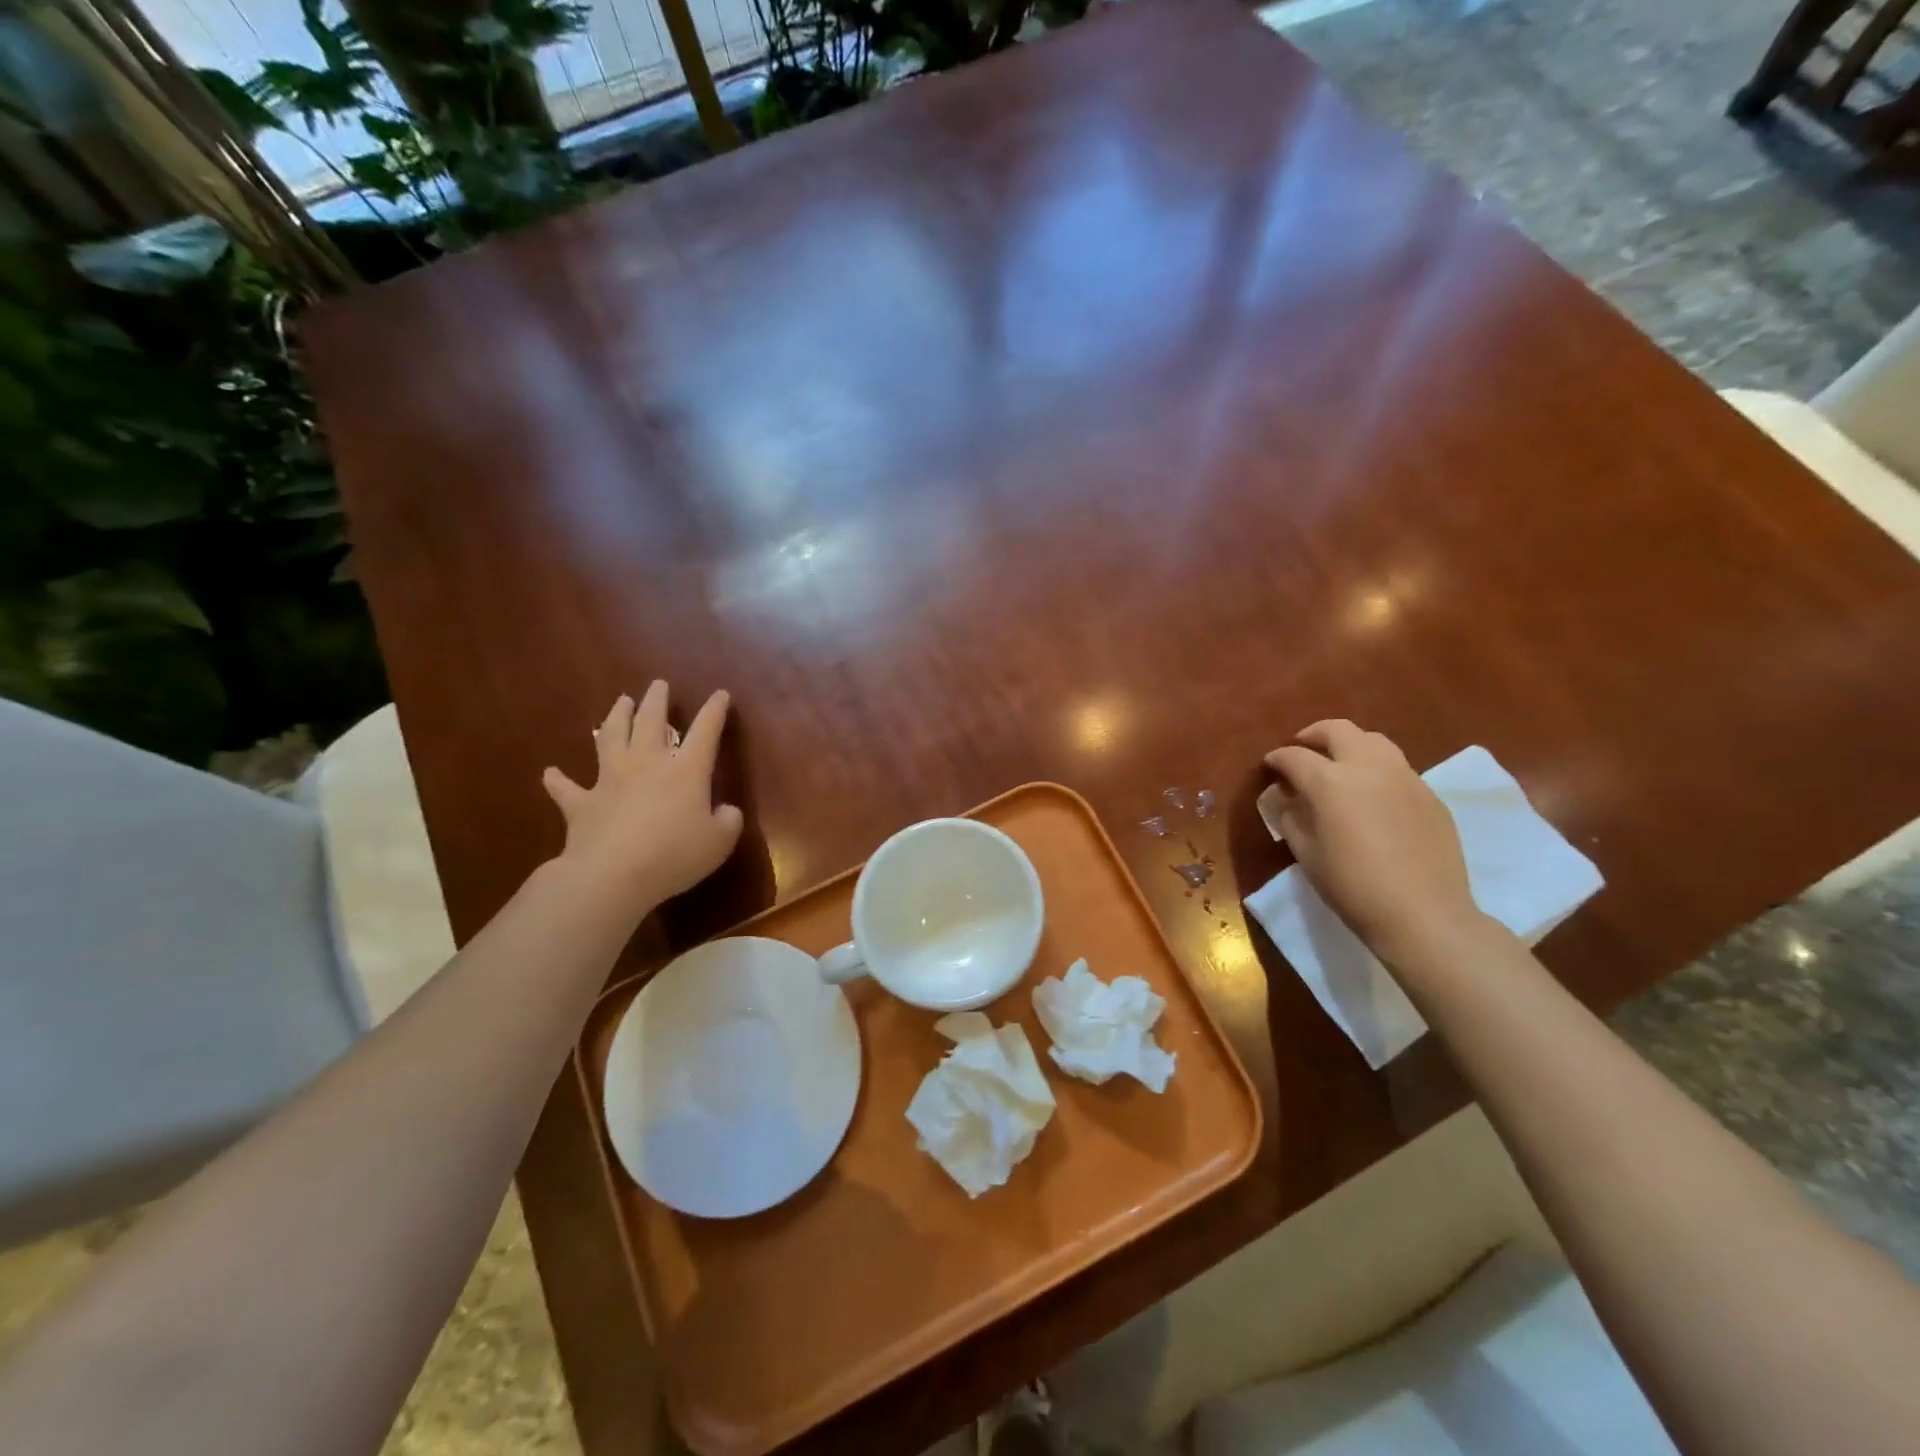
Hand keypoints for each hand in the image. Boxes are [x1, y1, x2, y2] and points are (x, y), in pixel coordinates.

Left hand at [542, 683, 743, 905]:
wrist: (611, 875)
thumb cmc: (674, 855)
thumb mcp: (719, 842)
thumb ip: (728, 822)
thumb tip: (726, 811)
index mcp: (686, 770)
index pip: (705, 731)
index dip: (714, 711)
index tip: (720, 694)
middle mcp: (647, 764)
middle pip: (651, 721)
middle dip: (657, 700)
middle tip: (659, 684)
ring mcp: (610, 780)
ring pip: (611, 737)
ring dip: (616, 717)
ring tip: (621, 701)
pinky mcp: (581, 803)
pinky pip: (566, 788)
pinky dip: (558, 779)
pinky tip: (551, 772)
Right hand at [1265, 720, 1480, 963]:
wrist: (1423, 914)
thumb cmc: (1351, 886)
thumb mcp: (1305, 852)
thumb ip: (1288, 815)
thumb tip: (1282, 795)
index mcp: (1329, 781)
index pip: (1294, 756)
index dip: (1277, 759)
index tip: (1270, 766)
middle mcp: (1368, 767)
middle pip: (1337, 730)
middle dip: (1313, 735)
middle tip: (1302, 751)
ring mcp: (1404, 777)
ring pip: (1373, 741)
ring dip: (1348, 745)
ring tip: (1338, 766)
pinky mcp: (1429, 794)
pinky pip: (1397, 767)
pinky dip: (1375, 769)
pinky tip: (1371, 796)